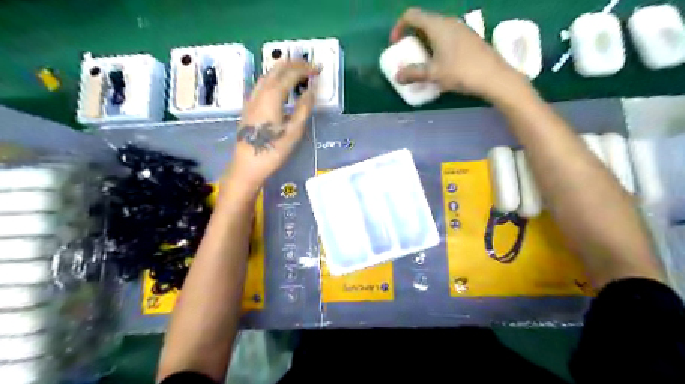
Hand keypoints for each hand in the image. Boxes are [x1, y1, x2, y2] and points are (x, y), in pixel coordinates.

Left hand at [227, 62, 319, 196]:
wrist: (247, 165)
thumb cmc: (273, 151)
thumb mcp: (294, 132)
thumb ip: (303, 109)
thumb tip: (311, 90)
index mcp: (272, 96)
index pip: (291, 73)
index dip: (305, 69)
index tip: (318, 69)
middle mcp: (260, 92)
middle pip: (277, 68)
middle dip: (294, 64)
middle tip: (310, 67)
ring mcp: (252, 98)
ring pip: (268, 74)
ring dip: (284, 69)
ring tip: (298, 73)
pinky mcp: (249, 106)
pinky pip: (263, 83)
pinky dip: (275, 78)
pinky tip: (281, 86)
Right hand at [390, 7, 525, 99]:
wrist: (494, 77)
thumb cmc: (461, 71)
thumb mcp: (433, 74)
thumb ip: (413, 73)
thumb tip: (397, 76)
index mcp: (437, 25)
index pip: (411, 15)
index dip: (398, 27)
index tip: (395, 44)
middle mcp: (449, 22)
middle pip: (423, 22)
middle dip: (411, 37)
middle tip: (408, 56)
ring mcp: (461, 29)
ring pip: (435, 30)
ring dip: (424, 43)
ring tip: (423, 62)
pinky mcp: (468, 38)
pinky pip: (446, 36)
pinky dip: (436, 46)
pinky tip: (440, 64)